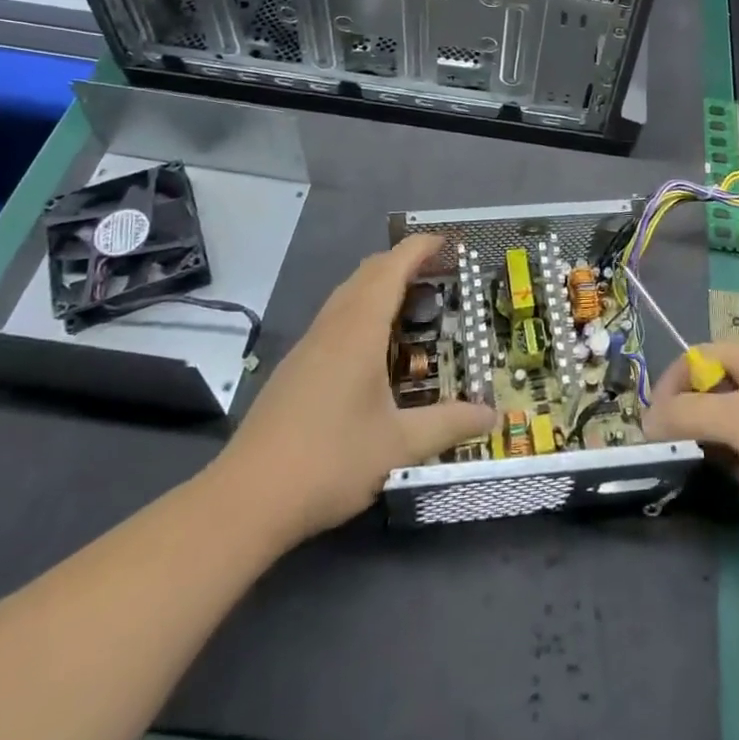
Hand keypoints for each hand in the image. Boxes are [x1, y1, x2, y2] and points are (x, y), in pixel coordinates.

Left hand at [215, 235, 492, 547]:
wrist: (246, 498)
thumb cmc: (329, 460)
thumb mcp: (398, 445)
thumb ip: (448, 425)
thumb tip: (491, 416)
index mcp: (359, 330)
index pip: (391, 269)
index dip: (418, 248)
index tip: (445, 241)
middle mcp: (332, 327)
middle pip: (366, 274)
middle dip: (401, 262)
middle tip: (437, 271)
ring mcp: (307, 346)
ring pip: (346, 295)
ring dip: (377, 284)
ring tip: (410, 301)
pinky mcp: (294, 368)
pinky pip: (334, 318)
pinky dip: (360, 309)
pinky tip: (371, 346)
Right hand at [643, 338, 738, 519]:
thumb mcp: (733, 420)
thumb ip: (684, 416)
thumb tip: (646, 421)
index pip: (696, 358)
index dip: (671, 388)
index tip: (655, 427)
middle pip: (716, 395)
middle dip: (702, 429)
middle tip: (696, 457)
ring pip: (737, 430)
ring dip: (729, 457)